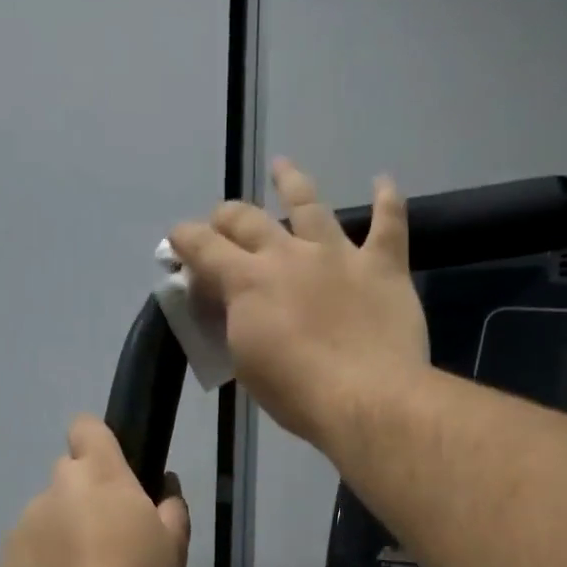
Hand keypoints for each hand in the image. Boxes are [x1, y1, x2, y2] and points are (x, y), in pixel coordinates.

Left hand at [0, 415, 190, 566]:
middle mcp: (57, 486)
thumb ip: (172, 507)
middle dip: (85, 495)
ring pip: (49, 513)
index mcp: (101, 475)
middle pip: (69, 474)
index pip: (87, 427)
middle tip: (107, 535)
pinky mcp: (6, 554)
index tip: (113, 470)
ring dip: (63, 530)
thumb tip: (166, 486)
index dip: (97, 443)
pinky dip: (43, 560)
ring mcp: (26, 520)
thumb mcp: (174, 547)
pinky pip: (30, 546)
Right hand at [167, 158, 429, 448]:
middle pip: (249, 219)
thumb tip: (231, 306)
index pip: (203, 246)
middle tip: (224, 222)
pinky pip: (388, 223)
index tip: (178, 241)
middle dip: (228, 217)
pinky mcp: (383, 266)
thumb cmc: (297, 394)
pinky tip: (383, 182)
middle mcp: (290, 255)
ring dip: (292, 183)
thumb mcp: (247, 363)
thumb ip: (236, 324)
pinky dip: (387, 199)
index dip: (184, 239)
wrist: (366, 399)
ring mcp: (339, 255)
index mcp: (248, 281)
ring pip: (311, 205)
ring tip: (283, 167)